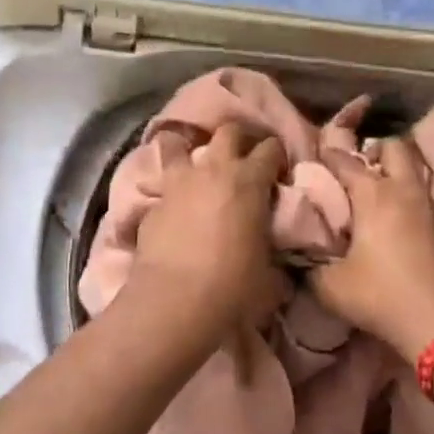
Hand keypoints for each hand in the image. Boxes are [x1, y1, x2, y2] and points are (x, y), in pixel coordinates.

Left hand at [133, 122, 290, 333]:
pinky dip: (171, 189)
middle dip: (240, 138)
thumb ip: (274, 257)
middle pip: (229, 131)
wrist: (175, 302)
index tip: (278, 172)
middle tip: (244, 158)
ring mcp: (179, 182)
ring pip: (181, 144)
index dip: (277, 156)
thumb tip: (279, 268)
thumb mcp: (270, 275)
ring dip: (192, 151)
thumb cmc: (233, 287)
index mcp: (250, 180)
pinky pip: (163, 183)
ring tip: (199, 169)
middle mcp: (214, 169)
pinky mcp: (153, 202)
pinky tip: (174, 206)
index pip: (271, 148)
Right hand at [311, 136, 433, 358]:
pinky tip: (427, 212)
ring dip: (412, 172)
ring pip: (428, 169)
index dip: (330, 154)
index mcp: (372, 195)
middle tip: (366, 168)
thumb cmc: (383, 297)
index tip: (320, 155)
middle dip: (379, 150)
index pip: (345, 160)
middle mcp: (406, 189)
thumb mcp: (331, 288)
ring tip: (399, 187)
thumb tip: (298, 260)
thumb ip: (310, 269)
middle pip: (396, 147)